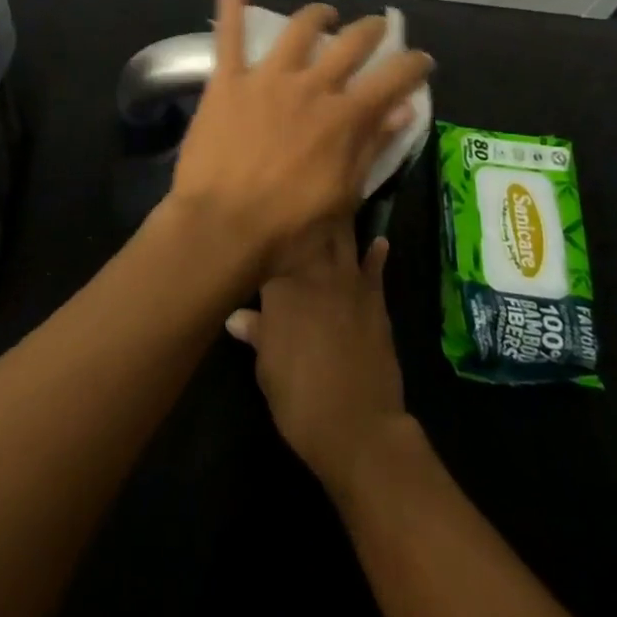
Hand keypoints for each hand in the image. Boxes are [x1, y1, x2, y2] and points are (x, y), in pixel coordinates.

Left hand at [165, 0, 432, 279]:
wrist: (221, 228)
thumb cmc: (287, 228)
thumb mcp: (343, 197)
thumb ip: (371, 147)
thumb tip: (403, 109)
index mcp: (344, 118)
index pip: (393, 78)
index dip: (413, 64)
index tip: (422, 60)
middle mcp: (311, 87)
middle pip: (351, 44)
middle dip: (371, 31)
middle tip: (377, 29)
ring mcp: (267, 79)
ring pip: (299, 30)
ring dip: (318, 16)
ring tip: (325, 14)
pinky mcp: (228, 81)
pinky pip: (229, 34)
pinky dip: (232, 2)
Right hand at [226, 221, 408, 494]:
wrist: (358, 426)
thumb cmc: (300, 399)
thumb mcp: (267, 368)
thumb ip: (257, 333)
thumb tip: (237, 316)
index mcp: (281, 288)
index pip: (270, 249)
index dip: (265, 234)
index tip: (259, 219)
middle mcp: (314, 274)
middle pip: (308, 233)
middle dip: (304, 212)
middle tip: (298, 190)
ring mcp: (349, 284)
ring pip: (341, 239)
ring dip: (338, 220)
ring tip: (334, 197)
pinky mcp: (375, 300)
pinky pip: (375, 268)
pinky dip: (376, 253)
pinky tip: (379, 240)